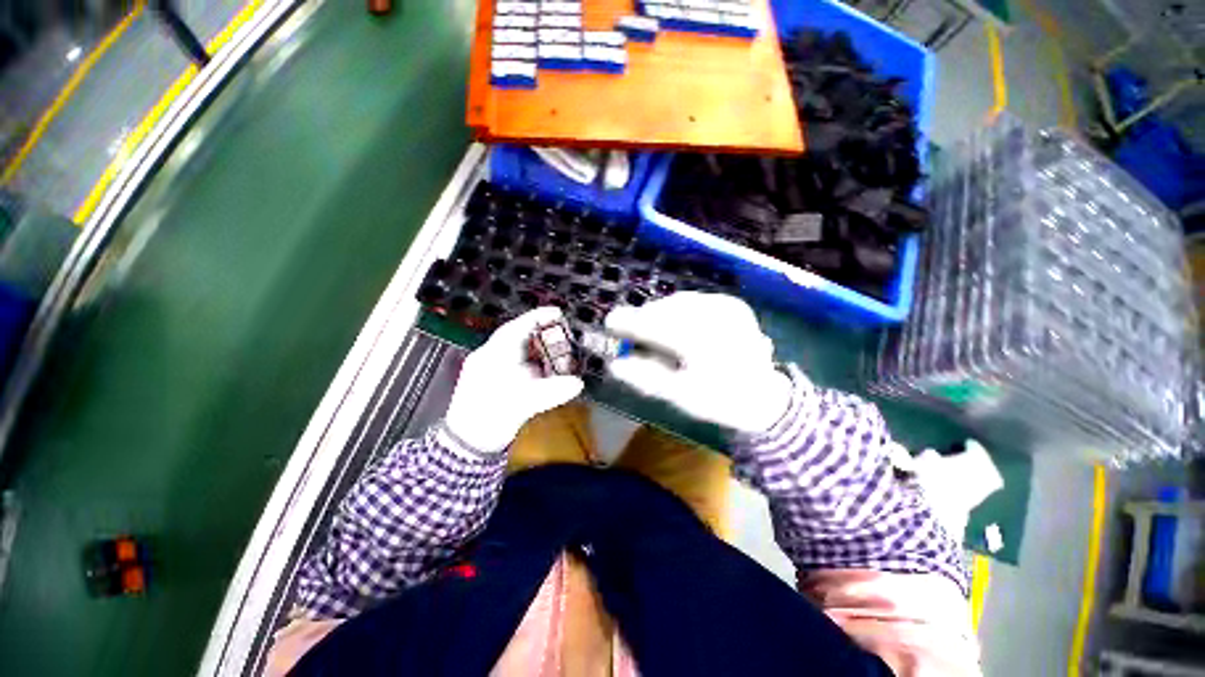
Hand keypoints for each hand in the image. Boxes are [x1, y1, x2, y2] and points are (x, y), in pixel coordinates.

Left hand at [445, 307, 584, 452]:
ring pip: (519, 350)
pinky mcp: (496, 379)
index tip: (557, 312)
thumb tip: (577, 383)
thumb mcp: (522, 404)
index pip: (517, 327)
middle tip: (564, 336)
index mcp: (493, 355)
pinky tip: (546, 370)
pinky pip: (519, 363)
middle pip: (520, 337)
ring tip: (560, 352)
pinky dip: (534, 363)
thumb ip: (552, 392)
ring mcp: (493, 368)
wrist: (467, 445)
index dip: (538, 317)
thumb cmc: (489, 420)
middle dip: (543, 335)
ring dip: (540, 350)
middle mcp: (492, 356)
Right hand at [605, 292, 792, 434]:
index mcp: (706, 343)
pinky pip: (694, 300)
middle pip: (667, 309)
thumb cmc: (720, 400)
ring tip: (647, 325)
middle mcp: (718, 318)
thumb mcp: (680, 395)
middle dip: (643, 317)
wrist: (764, 395)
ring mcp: (727, 307)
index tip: (609, 322)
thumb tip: (614, 364)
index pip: (658, 326)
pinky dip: (676, 308)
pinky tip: (670, 321)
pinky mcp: (732, 304)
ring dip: (659, 311)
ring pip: (679, 301)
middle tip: (626, 326)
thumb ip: (646, 377)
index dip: (630, 322)